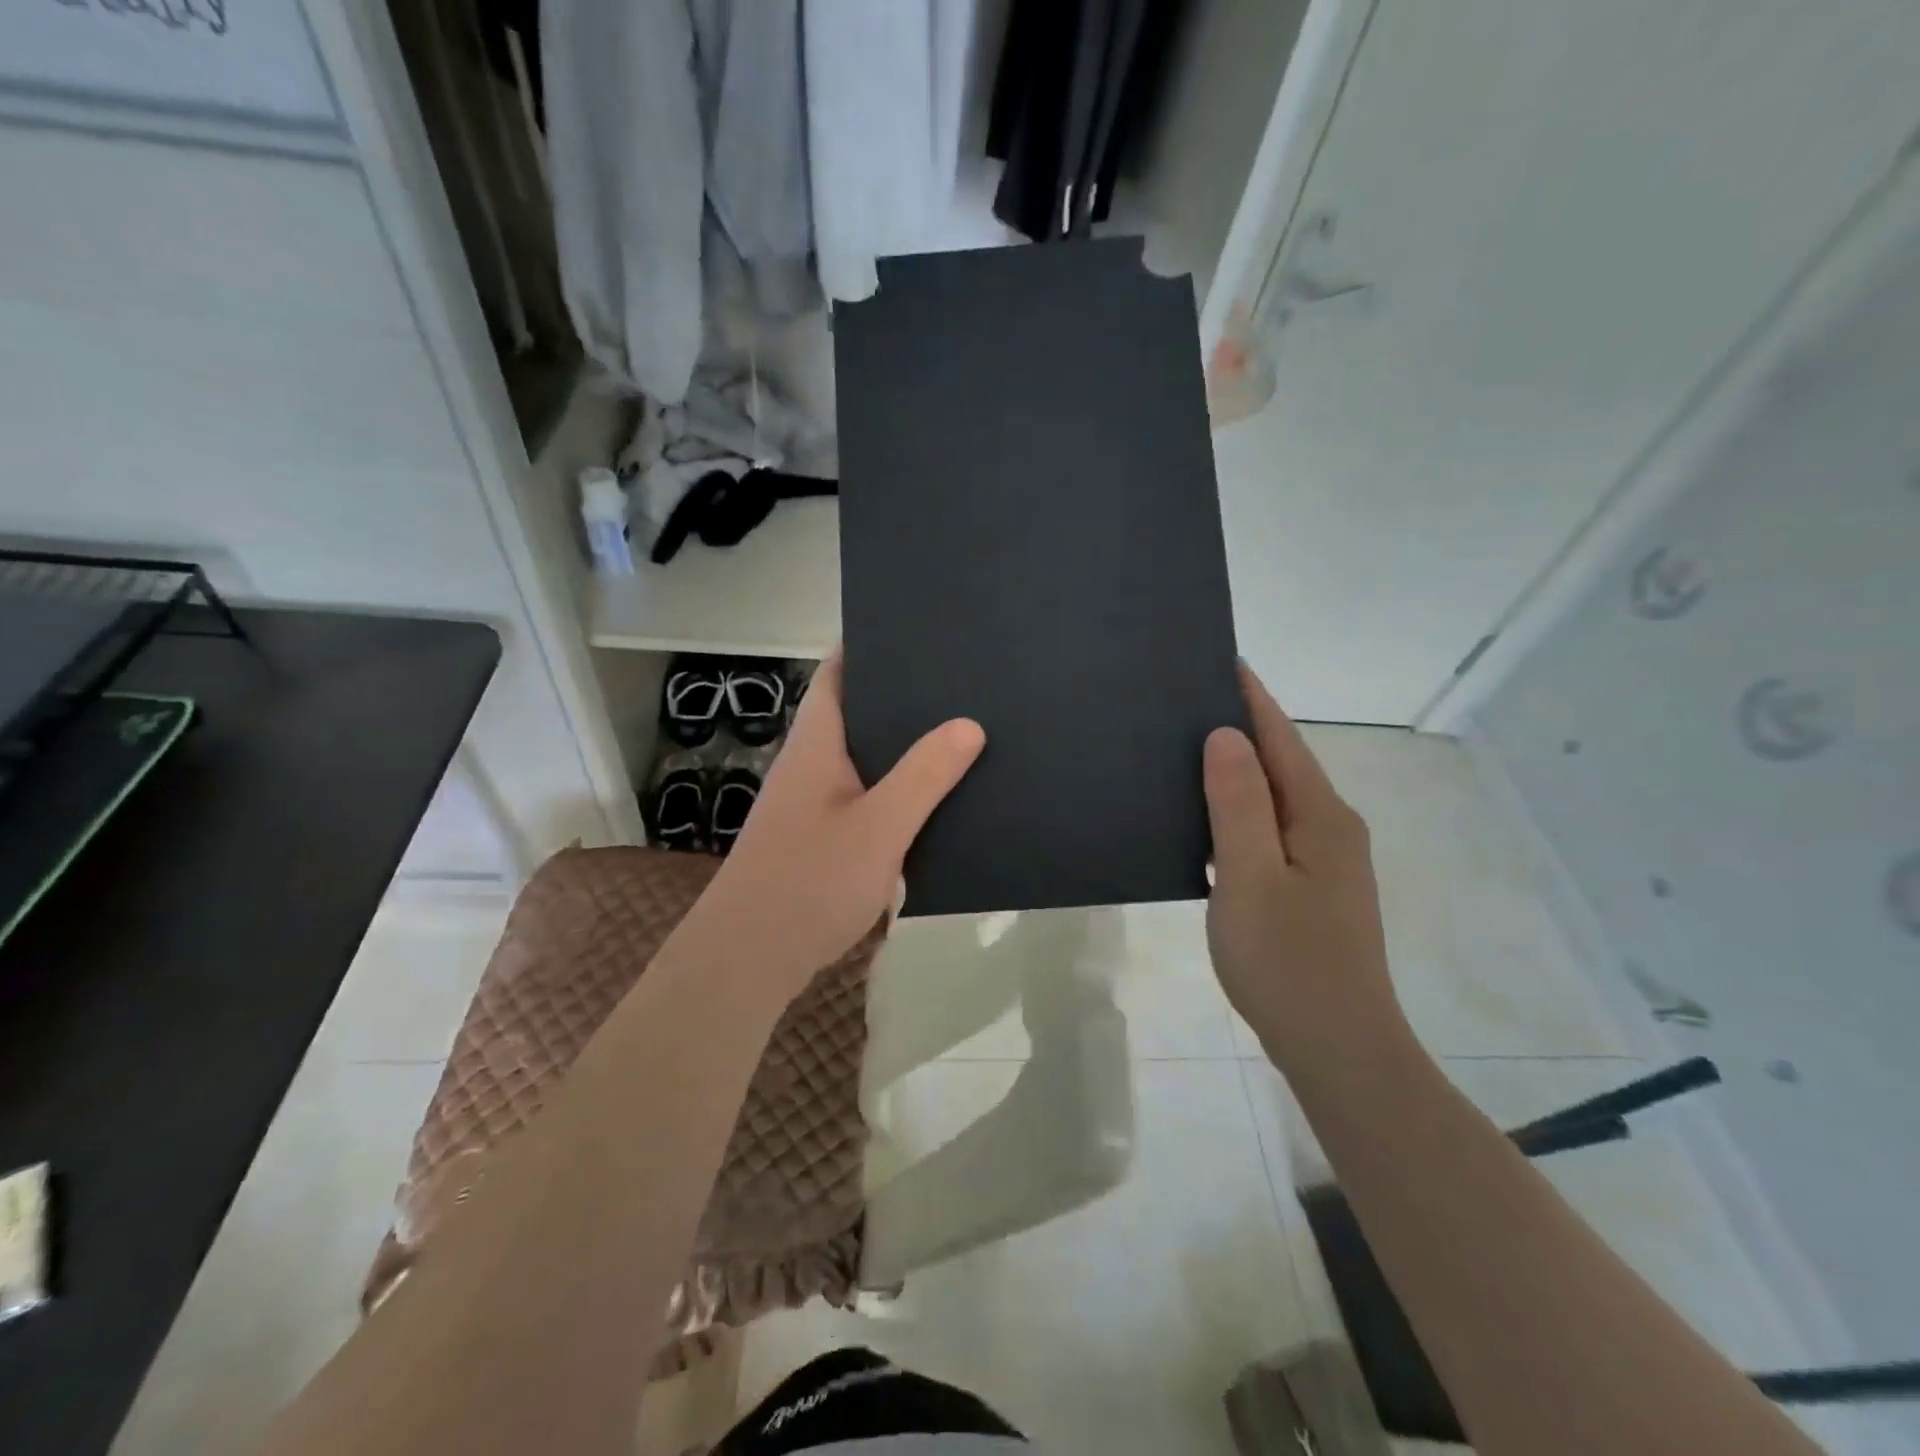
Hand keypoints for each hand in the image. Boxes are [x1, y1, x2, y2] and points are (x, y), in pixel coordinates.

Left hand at [680, 654, 984, 1000]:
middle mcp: (810, 764)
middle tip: (962, 684)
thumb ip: (924, 775)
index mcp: (817, 744)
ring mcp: (812, 803)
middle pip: (857, 712)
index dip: (873, 646)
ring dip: (902, 748)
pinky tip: (933, 801)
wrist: (749, 959)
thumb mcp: (879, 827)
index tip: (923, 632)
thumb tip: (969, 723)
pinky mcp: (819, 838)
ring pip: (864, 758)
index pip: (839, 672)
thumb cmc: (809, 882)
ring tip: (961, 733)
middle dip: (903, 697)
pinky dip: (896, 790)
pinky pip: (865, 797)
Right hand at [1202, 664, 1406, 1071]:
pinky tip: (1207, 819)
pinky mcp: (1312, 889)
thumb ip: (1239, 803)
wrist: (1337, 1048)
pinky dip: (1239, 812)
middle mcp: (1331, 828)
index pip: (1280, 738)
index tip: (1220, 660)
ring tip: (1186, 751)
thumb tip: (1225, 735)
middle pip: (1282, 763)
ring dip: (1238, 772)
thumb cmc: (1287, 961)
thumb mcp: (1250, 877)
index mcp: (1321, 817)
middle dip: (1240, 728)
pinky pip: (1270, 831)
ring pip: (1275, 799)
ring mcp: (1325, 861)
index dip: (1251, 698)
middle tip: (1185, 703)